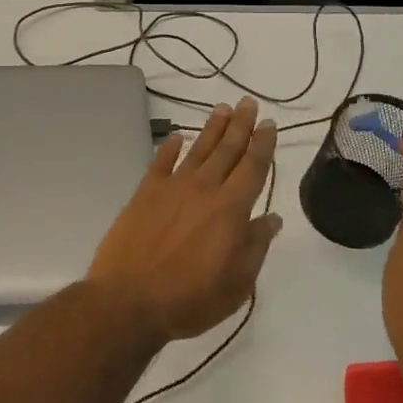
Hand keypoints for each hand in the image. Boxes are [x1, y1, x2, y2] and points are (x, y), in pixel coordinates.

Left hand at [87, 98, 282, 340]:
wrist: (129, 300)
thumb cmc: (190, 298)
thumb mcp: (237, 284)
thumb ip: (255, 246)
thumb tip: (273, 219)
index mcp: (231, 209)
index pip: (252, 168)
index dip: (262, 144)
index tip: (268, 124)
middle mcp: (204, 189)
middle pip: (227, 150)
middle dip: (240, 125)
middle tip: (248, 102)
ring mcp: (172, 187)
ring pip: (197, 149)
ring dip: (212, 128)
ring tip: (222, 108)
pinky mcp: (145, 193)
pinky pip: (160, 162)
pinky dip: (170, 148)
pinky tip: (176, 137)